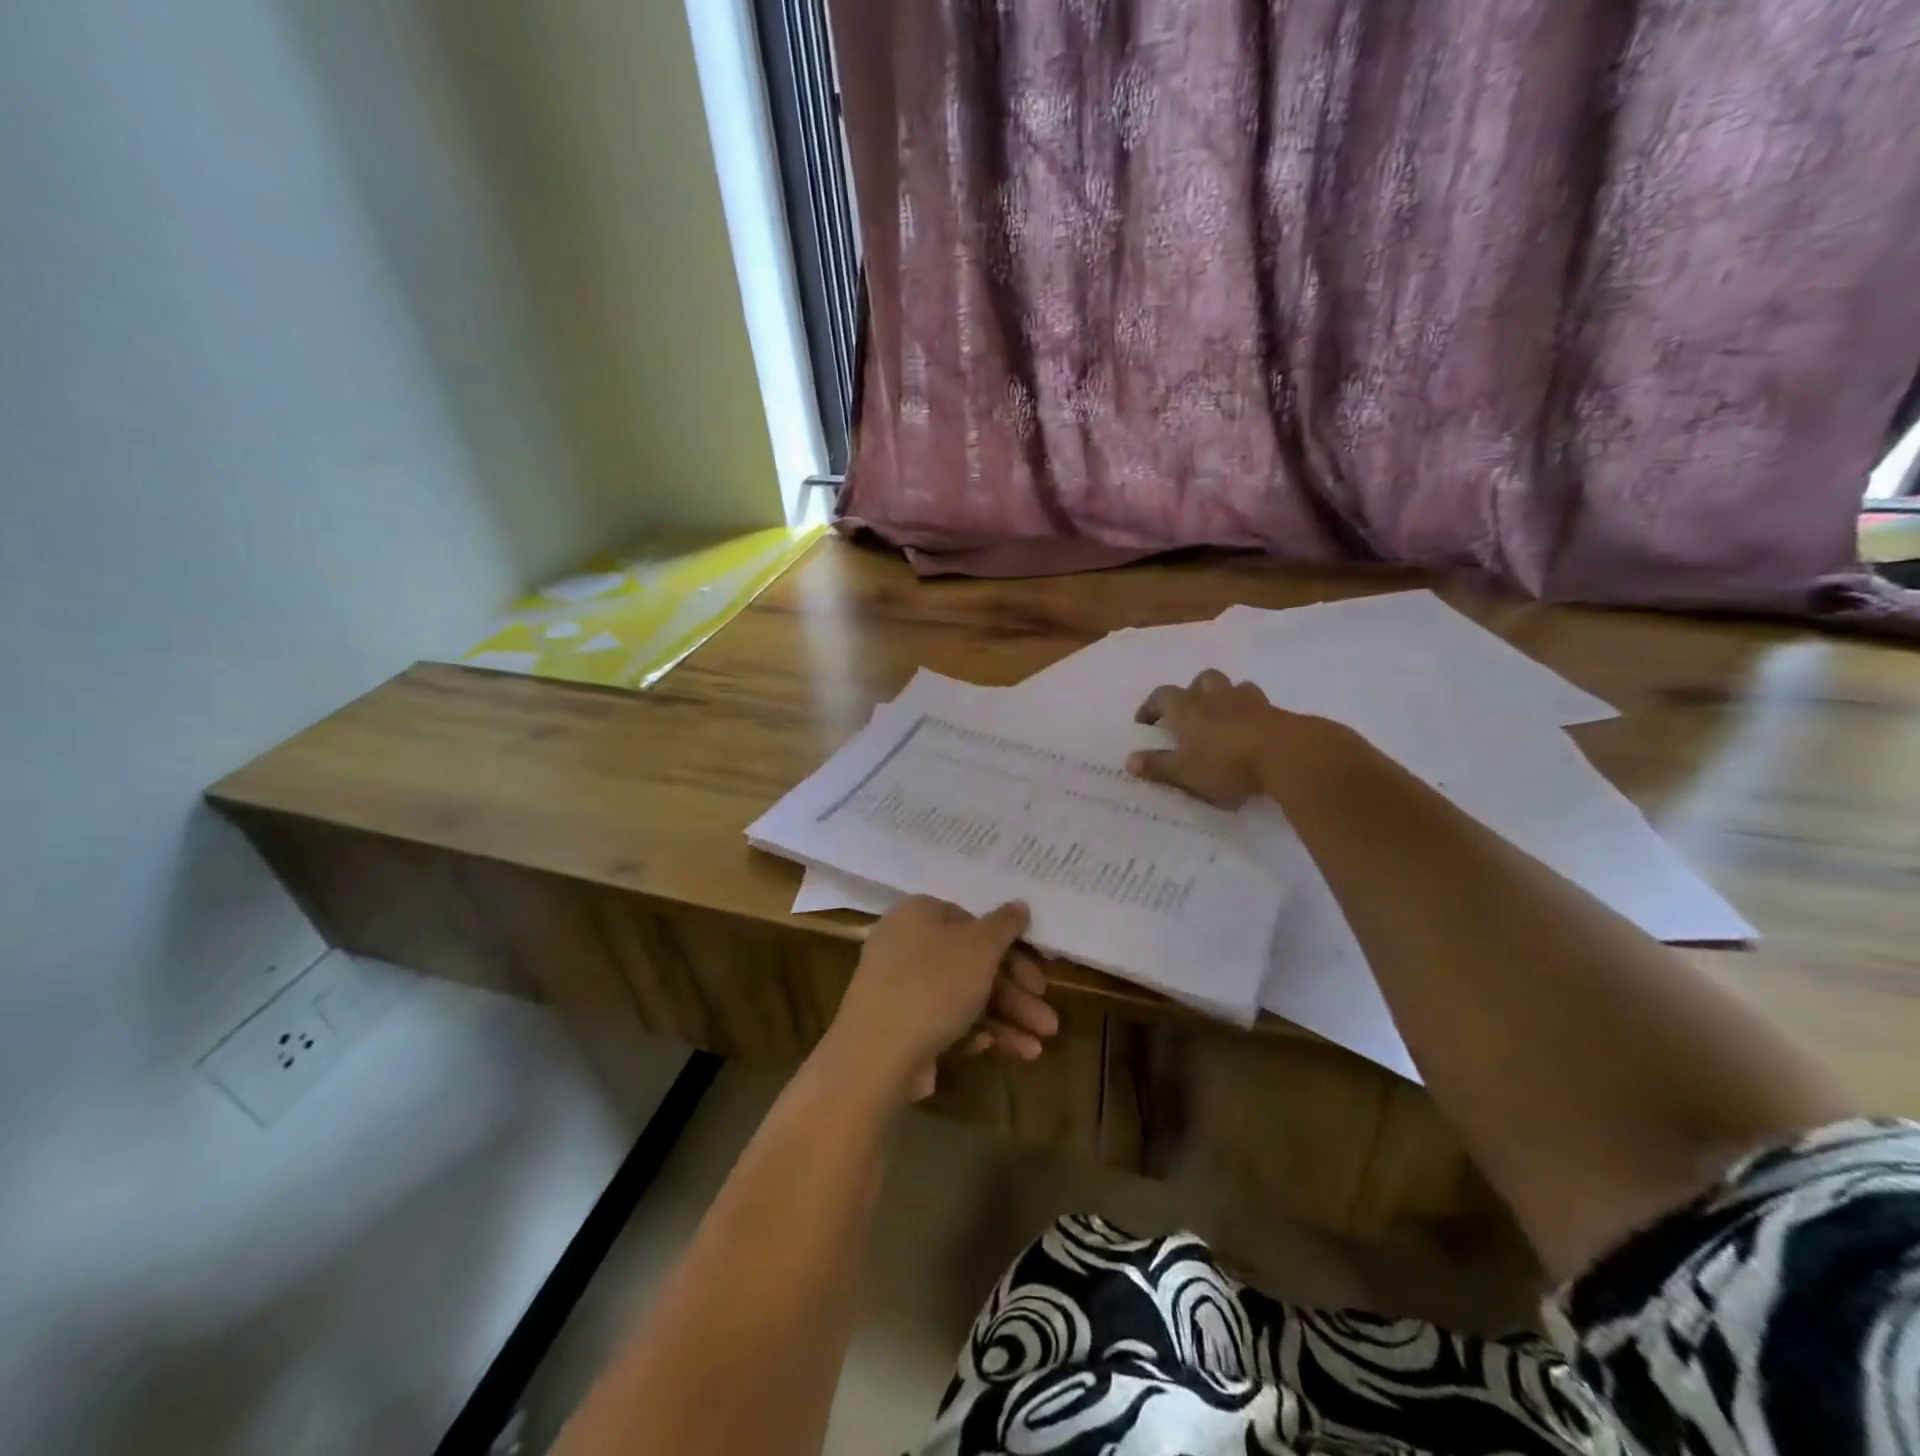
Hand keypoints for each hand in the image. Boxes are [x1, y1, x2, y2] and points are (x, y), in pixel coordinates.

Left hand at [826, 897, 1058, 1102]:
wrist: (876, 1053)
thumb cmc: (934, 985)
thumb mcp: (980, 948)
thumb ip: (1004, 925)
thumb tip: (1019, 904)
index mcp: (919, 914)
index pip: (973, 922)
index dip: (1011, 949)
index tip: (1039, 979)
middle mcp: (905, 944)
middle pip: (971, 964)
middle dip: (1015, 996)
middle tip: (1048, 1023)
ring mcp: (898, 987)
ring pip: (962, 997)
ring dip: (1003, 1020)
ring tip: (1036, 1050)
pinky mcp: (897, 1025)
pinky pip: (941, 1021)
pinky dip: (970, 1033)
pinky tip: (990, 1049)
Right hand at [1129, 669, 1347, 806]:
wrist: (1286, 753)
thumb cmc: (1225, 763)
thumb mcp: (1184, 772)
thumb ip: (1157, 766)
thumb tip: (1130, 760)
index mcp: (1187, 709)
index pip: (1162, 696)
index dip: (1151, 706)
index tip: (1144, 723)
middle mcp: (1215, 698)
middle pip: (1201, 681)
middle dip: (1192, 693)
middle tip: (1188, 714)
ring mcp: (1248, 701)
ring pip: (1233, 687)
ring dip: (1224, 697)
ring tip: (1222, 718)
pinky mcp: (1275, 712)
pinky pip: (1258, 704)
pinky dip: (1250, 713)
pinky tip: (1251, 731)